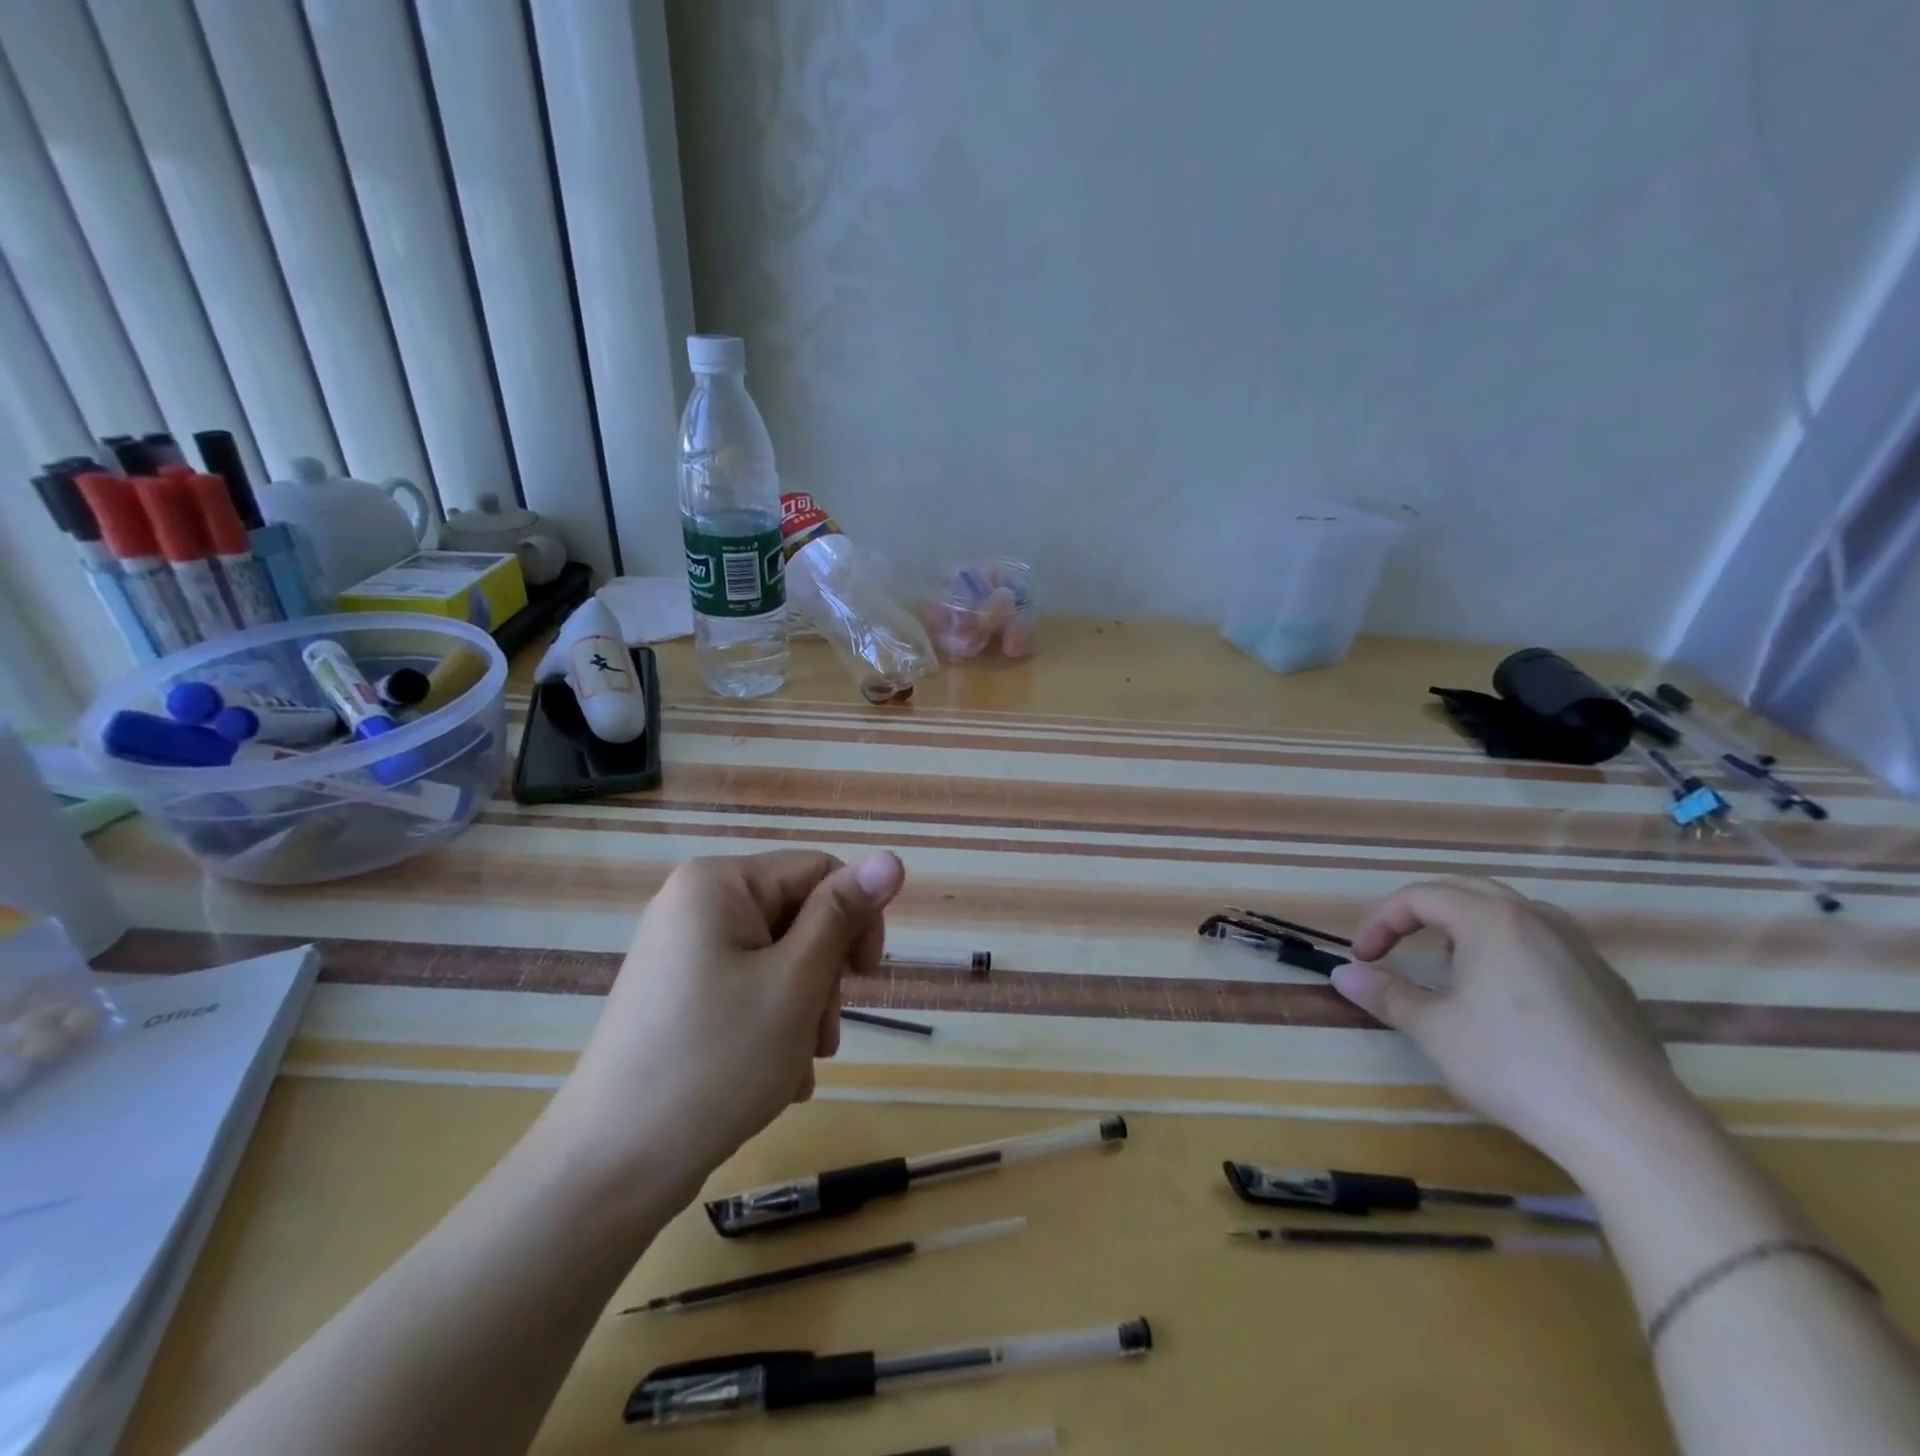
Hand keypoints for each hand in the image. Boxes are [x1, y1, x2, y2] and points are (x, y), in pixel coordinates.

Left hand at [538, 849, 905, 1209]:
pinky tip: (775, 1074)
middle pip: (798, 915)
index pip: (820, 870)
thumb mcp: (796, 982)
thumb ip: (843, 914)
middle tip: (823, 1036)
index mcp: (719, 883)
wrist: (612, 1168)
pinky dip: (772, 1023)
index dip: (857, 916)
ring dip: (804, 1007)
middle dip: (824, 975)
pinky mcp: (678, 993)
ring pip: (779, 957)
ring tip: (798, 1064)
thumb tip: (891, 857)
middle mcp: (696, 904)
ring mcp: (683, 950)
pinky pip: (747, 986)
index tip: (866, 978)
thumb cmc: (716, 1062)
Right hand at [1330, 877, 1694, 1175]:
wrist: (1629, 1126)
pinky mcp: (1611, 987)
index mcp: (1491, 920)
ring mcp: (1582, 952)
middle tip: (1396, 943)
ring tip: (1451, 966)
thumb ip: (1385, 994)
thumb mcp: (1433, 1029)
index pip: (1420, 896)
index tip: (1363, 957)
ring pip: (1514, 914)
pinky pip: (1548, 947)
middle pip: (1468, 891)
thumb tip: (1342, 974)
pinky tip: (1509, 1001)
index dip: (1381, 921)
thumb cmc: (1514, 1064)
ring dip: (1469, 927)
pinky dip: (1511, 953)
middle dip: (1422, 911)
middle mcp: (1539, 921)